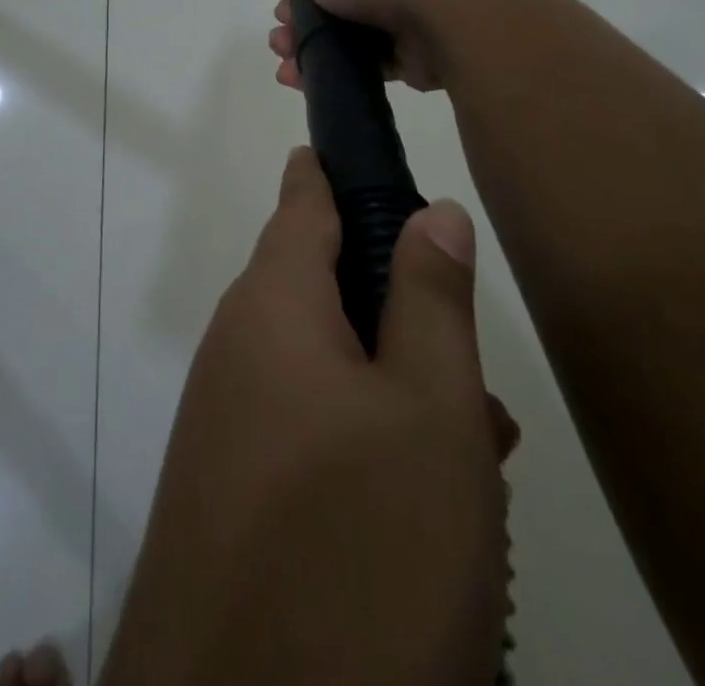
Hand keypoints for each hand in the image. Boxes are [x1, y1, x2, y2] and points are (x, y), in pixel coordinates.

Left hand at [99, 148, 516, 685]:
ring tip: (477, 448)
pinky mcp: (232, 491)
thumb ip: (431, 297)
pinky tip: (423, 508)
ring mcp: (227, 421)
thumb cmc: (355, 549)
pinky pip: (308, 431)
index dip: (340, 169)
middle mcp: (237, 348)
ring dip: (397, 389)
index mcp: (272, 305)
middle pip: (323, 286)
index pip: (303, 198)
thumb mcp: (429, 412)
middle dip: (400, 308)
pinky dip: (367, 442)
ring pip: (327, 368)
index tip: (381, 155)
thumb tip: (432, 210)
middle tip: (475, 366)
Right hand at [267, 0, 505, 92]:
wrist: (448, 12)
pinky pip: (363, 59)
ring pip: (345, 24)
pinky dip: (333, 69)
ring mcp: (400, 3)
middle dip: (300, 4)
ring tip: (284, 59)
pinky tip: (301, 80)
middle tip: (281, 22)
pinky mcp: (409, 47)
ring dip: (309, 41)